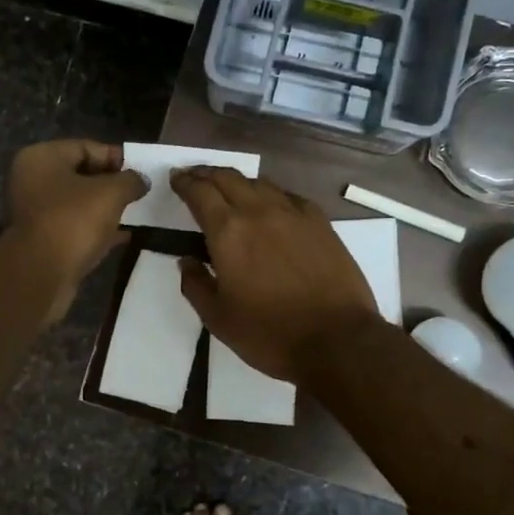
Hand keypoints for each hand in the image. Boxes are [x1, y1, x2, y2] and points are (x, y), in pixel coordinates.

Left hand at [5, 140, 146, 320]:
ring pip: (79, 203)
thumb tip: (141, 180)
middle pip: (81, 175)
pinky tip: (124, 235)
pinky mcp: (44, 240)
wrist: (42, 273)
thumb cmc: (74, 220)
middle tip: (140, 192)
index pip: (86, 147)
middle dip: (112, 183)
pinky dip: (98, 229)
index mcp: (42, 157)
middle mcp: (33, 180)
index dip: (116, 157)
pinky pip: (76, 227)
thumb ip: (130, 180)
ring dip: (106, 208)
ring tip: (136, 213)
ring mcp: (36, 212)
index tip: (141, 171)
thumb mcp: (111, 193)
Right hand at [171, 168, 381, 380]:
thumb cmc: (270, 334)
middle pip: (228, 178)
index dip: (184, 182)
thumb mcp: (218, 319)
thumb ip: (196, 285)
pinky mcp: (321, 223)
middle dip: (207, 174)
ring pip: (259, 183)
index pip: (200, 193)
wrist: (337, 340)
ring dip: (238, 181)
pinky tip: (270, 204)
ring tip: (229, 188)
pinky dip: (270, 193)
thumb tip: (186, 261)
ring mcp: (293, 214)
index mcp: (228, 233)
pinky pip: (289, 196)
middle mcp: (259, 212)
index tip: (176, 179)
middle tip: (195, 176)